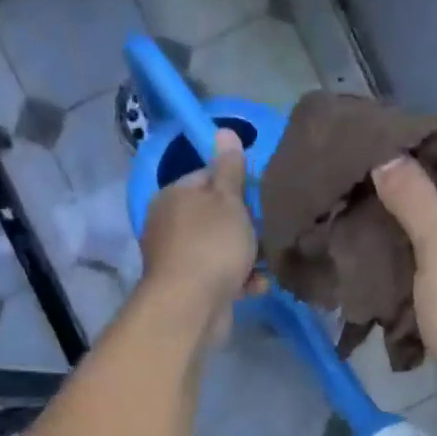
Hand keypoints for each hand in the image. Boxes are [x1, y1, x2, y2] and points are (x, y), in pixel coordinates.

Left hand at [139, 129, 259, 345]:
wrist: (192, 305)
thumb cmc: (212, 244)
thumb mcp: (227, 200)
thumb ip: (229, 168)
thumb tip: (223, 130)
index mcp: (172, 196)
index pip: (205, 178)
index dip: (234, 185)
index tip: (258, 197)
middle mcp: (169, 226)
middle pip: (214, 217)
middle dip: (244, 226)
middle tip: (267, 229)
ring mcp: (177, 260)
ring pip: (219, 250)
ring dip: (246, 256)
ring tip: (268, 260)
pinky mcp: (190, 290)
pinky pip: (219, 278)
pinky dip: (238, 281)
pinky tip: (256, 286)